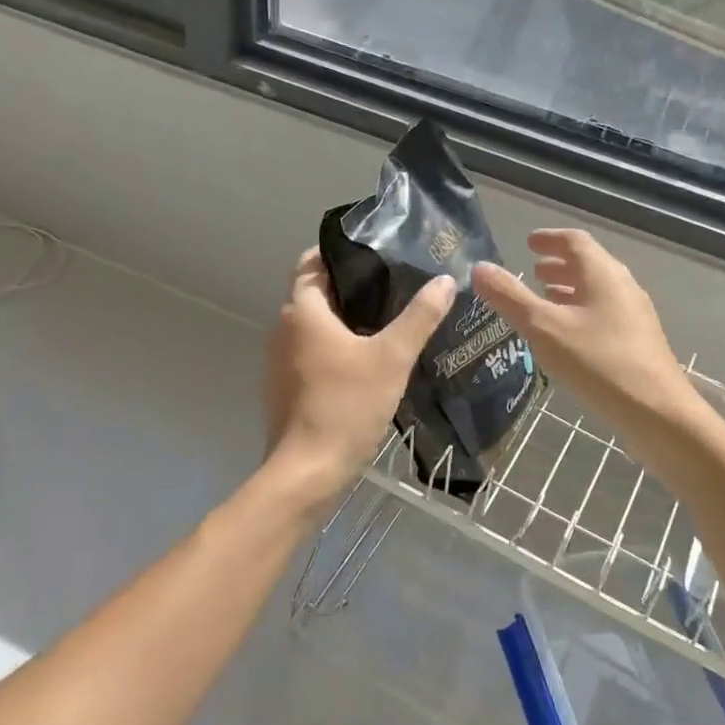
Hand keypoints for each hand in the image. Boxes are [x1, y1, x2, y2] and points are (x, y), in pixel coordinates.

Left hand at [261, 248, 455, 506]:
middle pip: (317, 294)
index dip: (342, 252)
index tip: (376, 251)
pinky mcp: (286, 389)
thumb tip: (444, 281)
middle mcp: (283, 330)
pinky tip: (368, 361)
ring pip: (315, 327)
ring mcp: (280, 362)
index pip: (313, 262)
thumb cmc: (346, 406)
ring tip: (389, 319)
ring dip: (345, 321)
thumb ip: (420, 317)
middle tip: (395, 284)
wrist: (307, 473)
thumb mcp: (392, 357)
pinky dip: (336, 349)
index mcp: (302, 311)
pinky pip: (312, 354)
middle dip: (352, 287)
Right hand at [472, 229, 695, 430]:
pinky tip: (567, 335)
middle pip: (588, 264)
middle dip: (559, 264)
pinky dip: (581, 311)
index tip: (528, 243)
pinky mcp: (638, 341)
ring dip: (570, 288)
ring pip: (597, 290)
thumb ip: (510, 297)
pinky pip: (604, 312)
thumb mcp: (544, 328)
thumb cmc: (598, 362)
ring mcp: (634, 314)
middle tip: (532, 270)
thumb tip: (480, 268)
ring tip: (545, 298)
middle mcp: (622, 285)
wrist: (658, 413)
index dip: (549, 239)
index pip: (575, 241)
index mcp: (602, 273)